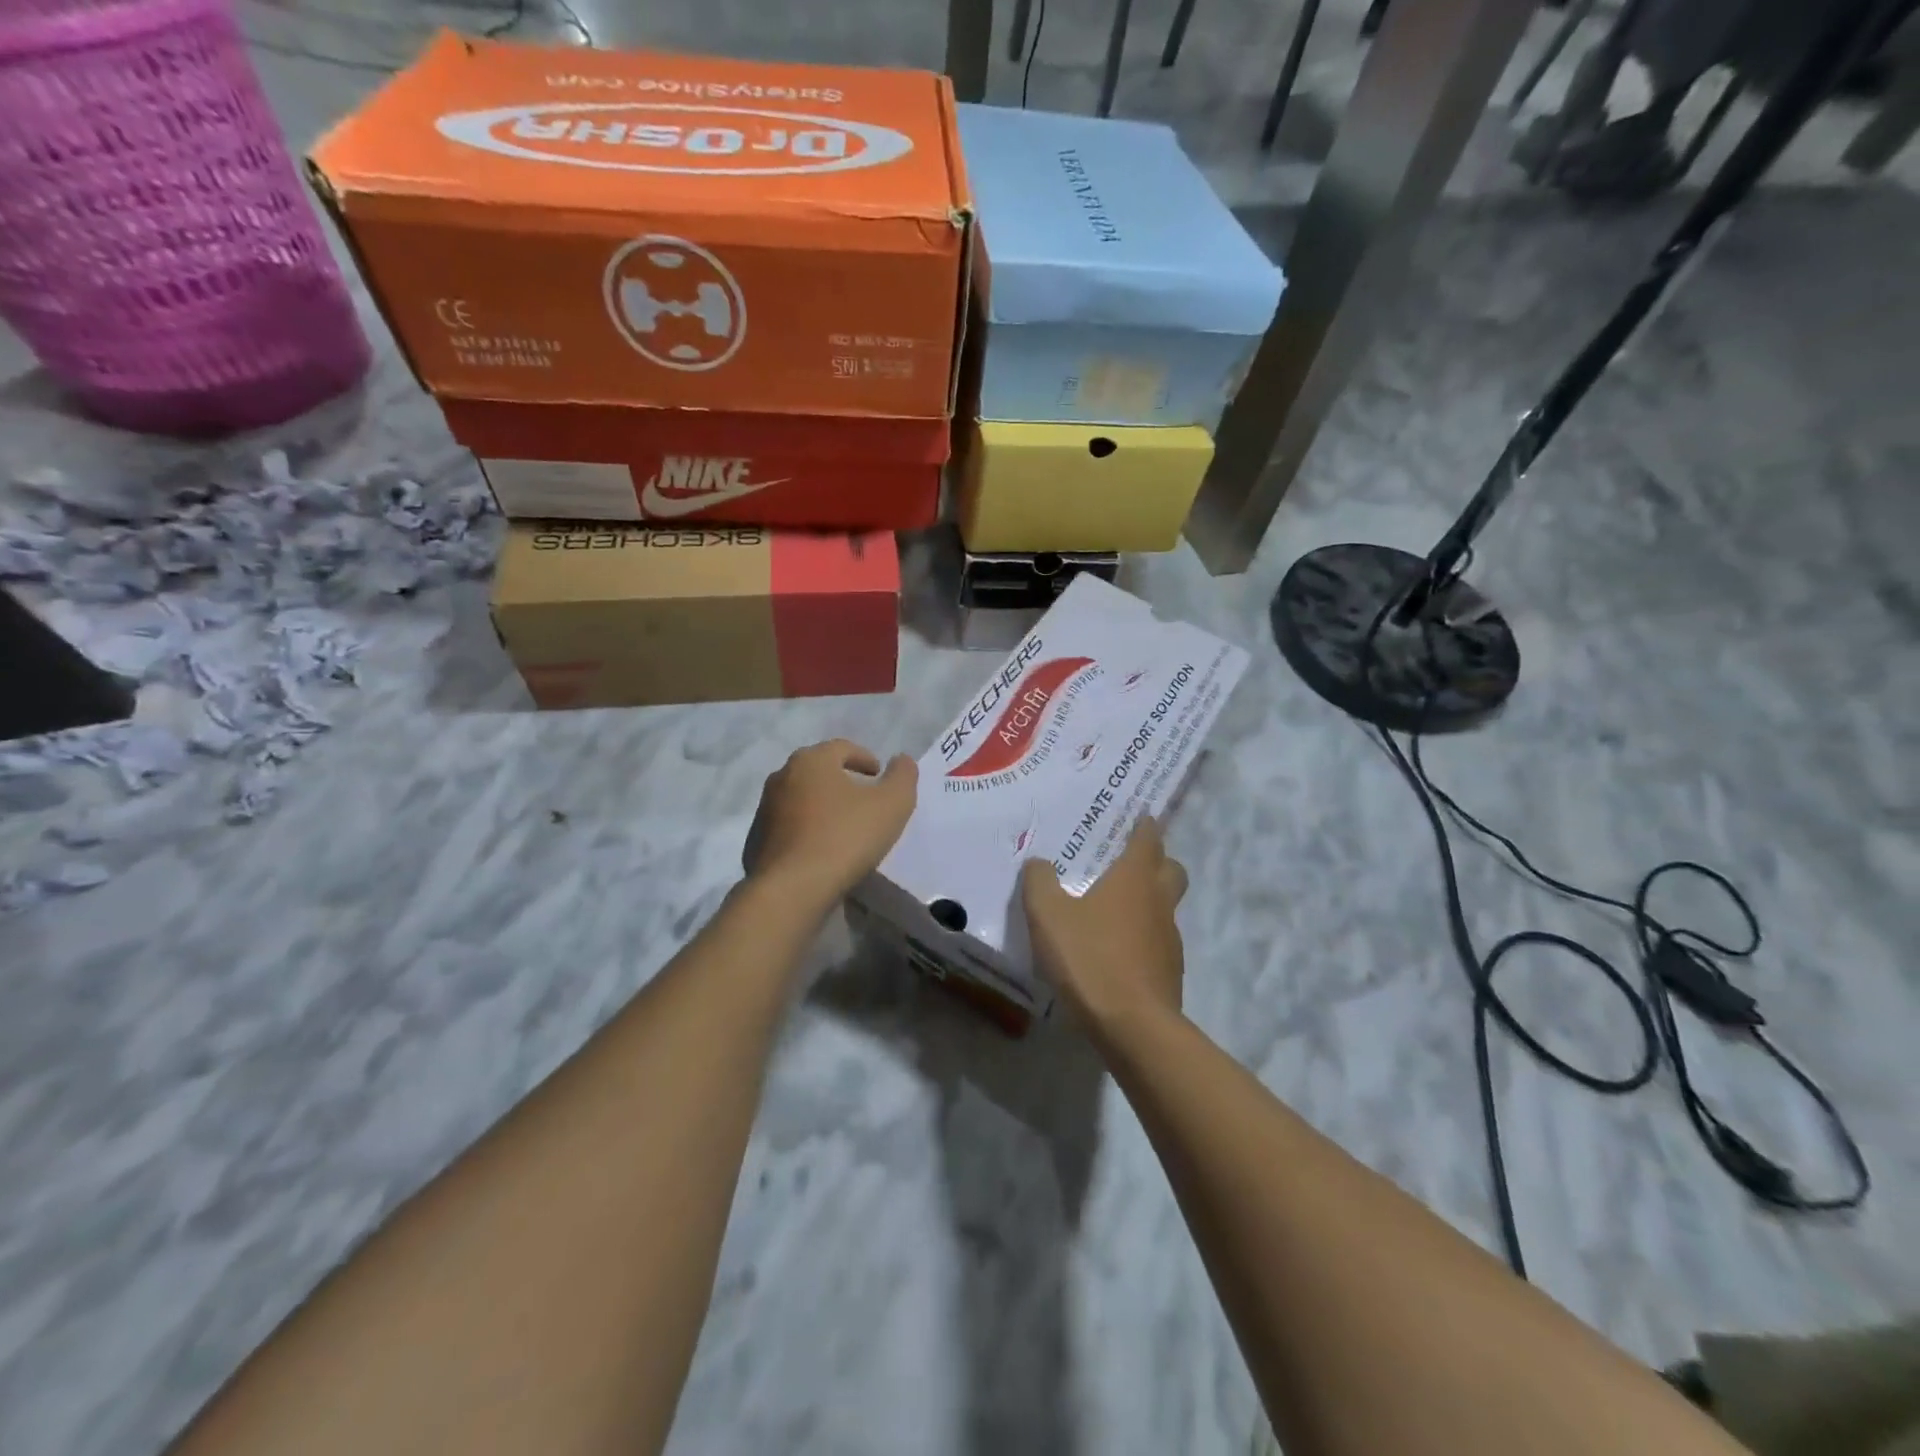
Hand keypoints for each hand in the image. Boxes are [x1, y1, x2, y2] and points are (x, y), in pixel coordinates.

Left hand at [744, 739, 916, 908]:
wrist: (791, 889)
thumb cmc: (845, 837)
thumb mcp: (892, 804)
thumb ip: (903, 776)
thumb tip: (902, 760)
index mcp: (812, 760)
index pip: (842, 747)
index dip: (864, 758)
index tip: (879, 776)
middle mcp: (782, 776)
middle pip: (817, 771)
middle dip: (841, 780)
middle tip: (863, 799)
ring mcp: (765, 810)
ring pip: (800, 799)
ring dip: (821, 806)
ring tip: (843, 828)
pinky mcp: (756, 841)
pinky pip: (788, 828)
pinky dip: (806, 831)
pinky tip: (821, 851)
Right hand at [1021, 817, 1187, 1033]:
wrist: (1133, 1026)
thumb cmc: (1090, 958)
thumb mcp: (1047, 915)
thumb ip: (1039, 882)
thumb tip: (1039, 863)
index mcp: (1134, 878)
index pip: (1149, 838)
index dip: (1144, 824)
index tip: (1138, 816)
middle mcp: (1159, 900)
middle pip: (1171, 868)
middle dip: (1156, 859)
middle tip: (1128, 861)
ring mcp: (1169, 938)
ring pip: (1166, 905)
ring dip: (1149, 900)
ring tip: (1115, 909)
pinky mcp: (1170, 970)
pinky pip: (1158, 940)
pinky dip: (1143, 936)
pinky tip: (1117, 950)